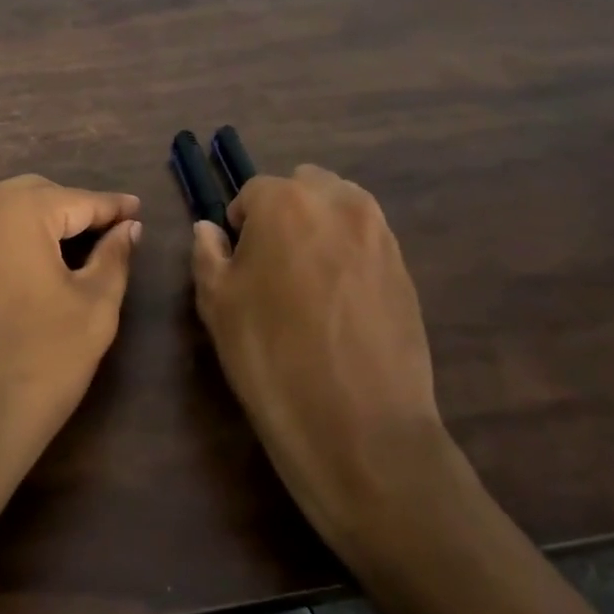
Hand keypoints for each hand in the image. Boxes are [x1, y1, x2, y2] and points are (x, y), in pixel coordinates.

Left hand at [0, 175, 141, 537]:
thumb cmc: (36, 365)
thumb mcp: (92, 309)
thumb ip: (114, 257)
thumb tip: (128, 228)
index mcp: (13, 210)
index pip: (76, 199)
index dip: (112, 207)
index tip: (138, 209)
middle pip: (36, 196)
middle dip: (74, 210)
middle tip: (112, 233)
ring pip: (5, 211)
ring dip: (42, 223)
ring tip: (80, 248)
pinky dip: (13, 239)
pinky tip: (38, 264)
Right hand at [192, 165, 444, 561]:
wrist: (360, 426)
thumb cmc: (271, 357)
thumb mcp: (217, 304)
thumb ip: (207, 254)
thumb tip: (209, 230)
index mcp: (286, 202)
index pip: (252, 192)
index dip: (239, 224)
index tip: (237, 261)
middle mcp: (339, 203)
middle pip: (304, 186)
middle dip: (284, 212)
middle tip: (272, 263)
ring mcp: (380, 234)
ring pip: (341, 207)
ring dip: (319, 226)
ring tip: (308, 280)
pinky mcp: (406, 268)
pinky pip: (367, 241)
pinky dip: (348, 253)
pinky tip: (340, 302)